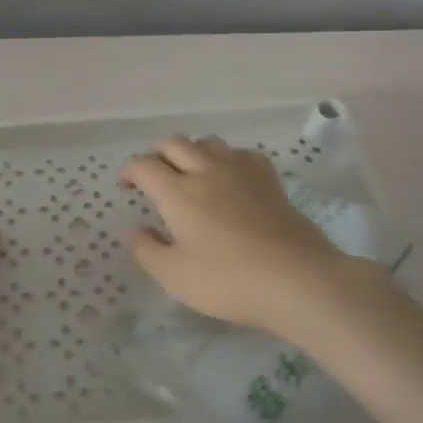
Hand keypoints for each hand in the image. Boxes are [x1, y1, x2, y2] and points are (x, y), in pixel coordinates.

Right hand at [120, 136, 396, 340]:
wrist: (297, 279)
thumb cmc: (228, 280)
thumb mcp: (174, 276)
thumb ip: (147, 250)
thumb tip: (135, 231)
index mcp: (177, 191)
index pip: (144, 165)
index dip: (129, 171)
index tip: (125, 185)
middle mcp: (206, 171)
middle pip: (174, 143)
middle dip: (157, 153)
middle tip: (153, 174)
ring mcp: (241, 172)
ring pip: (208, 142)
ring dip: (191, 150)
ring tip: (189, 171)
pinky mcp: (269, 180)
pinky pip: (242, 154)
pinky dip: (227, 158)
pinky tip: (230, 176)